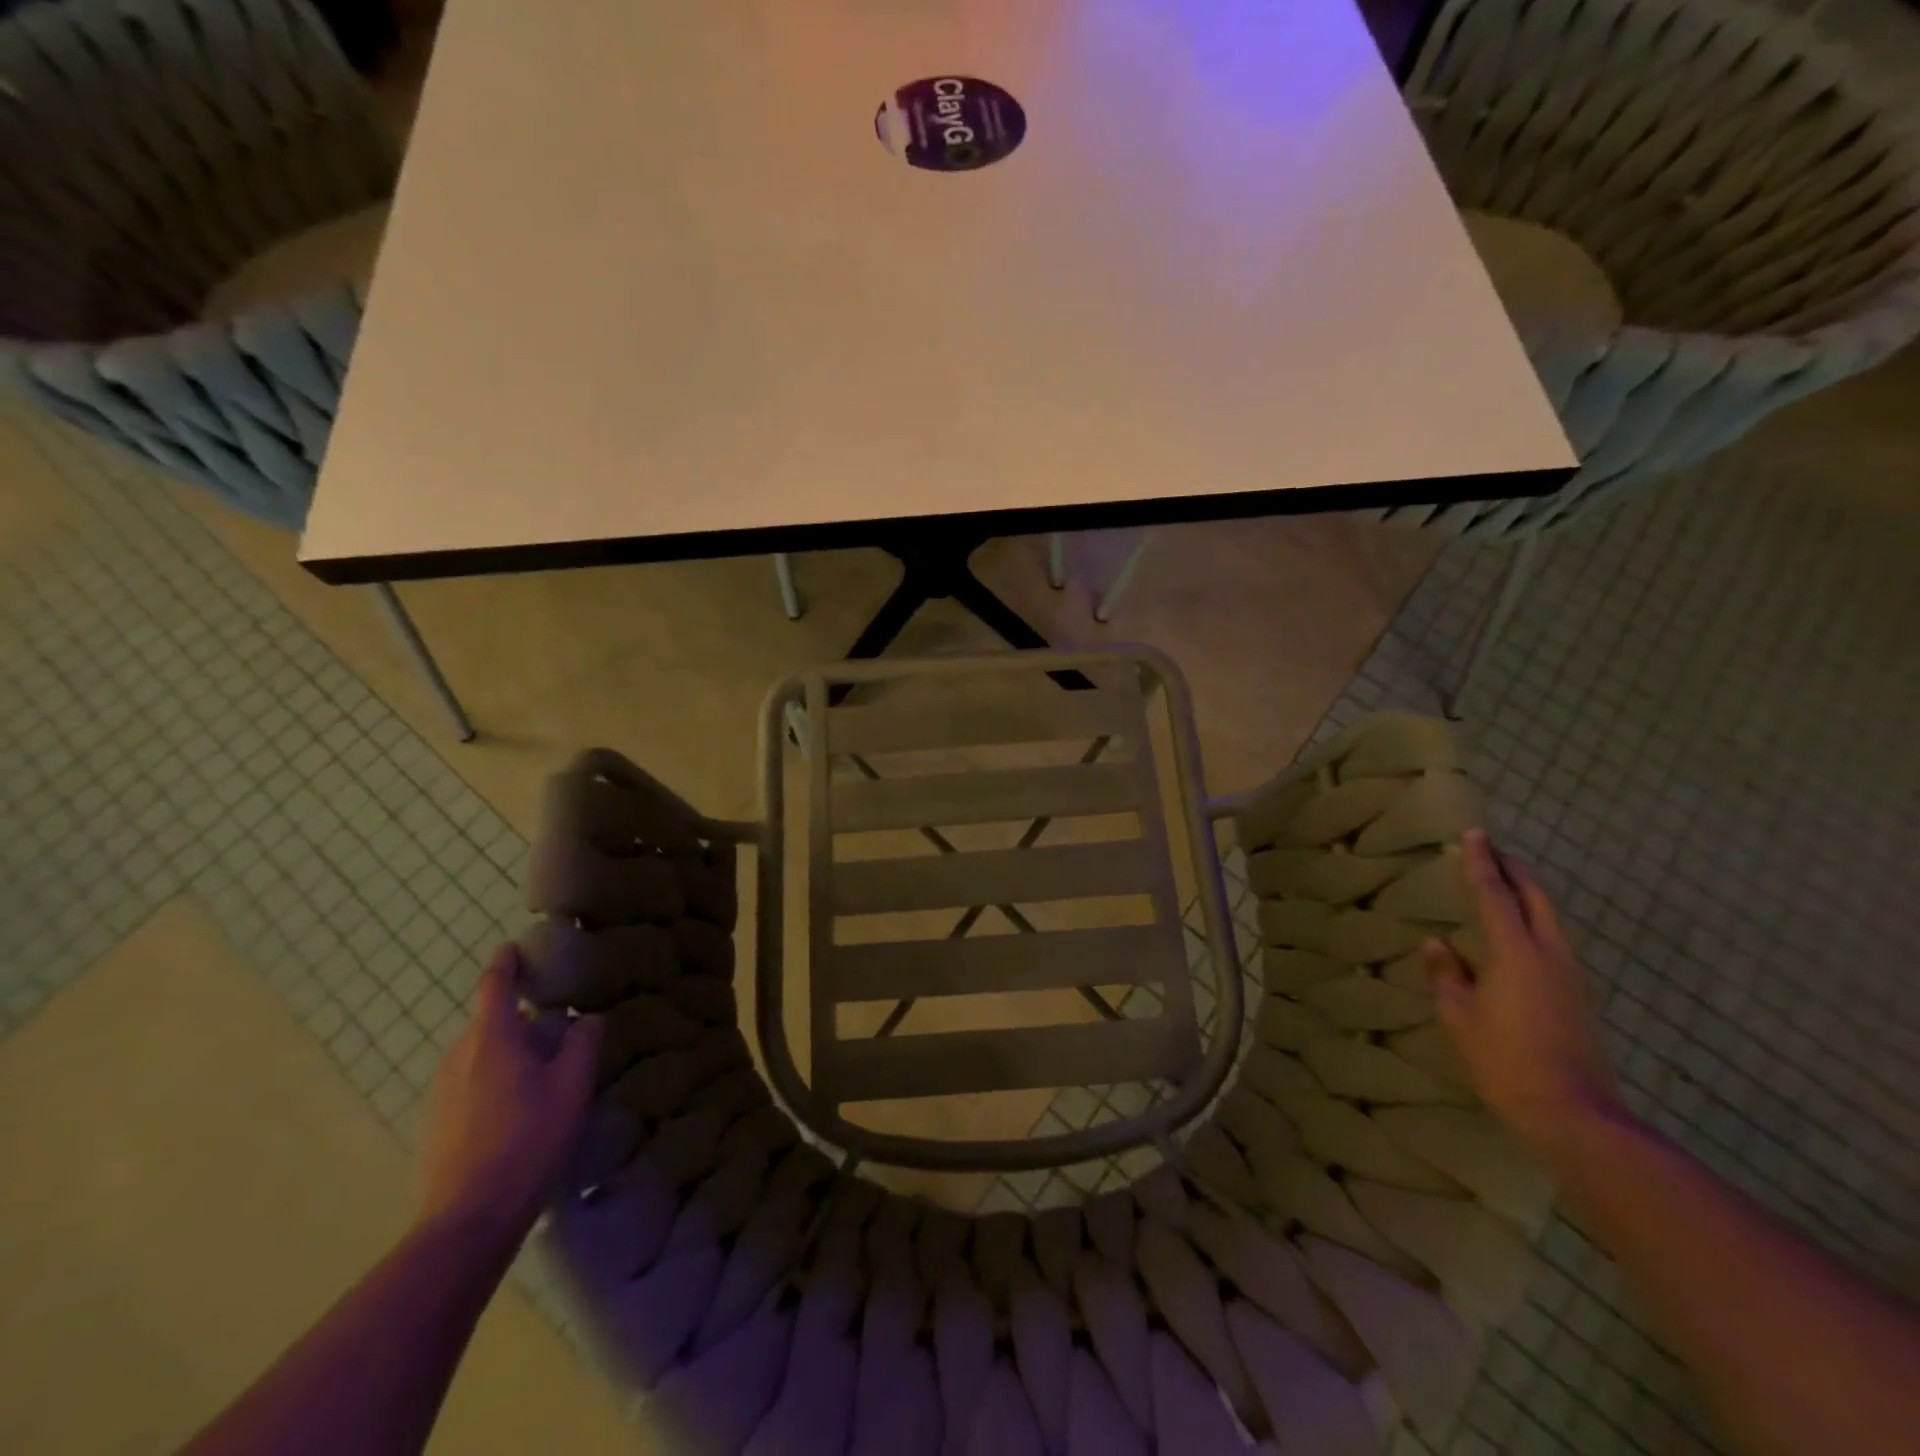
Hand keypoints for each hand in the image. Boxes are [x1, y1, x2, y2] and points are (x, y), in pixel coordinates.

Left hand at [416, 944, 602, 1249]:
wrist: (468, 1219)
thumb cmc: (528, 1139)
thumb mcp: (572, 1086)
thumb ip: (583, 1043)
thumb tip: (586, 1018)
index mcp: (492, 1038)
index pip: (494, 985)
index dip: (505, 963)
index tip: (512, 947)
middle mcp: (458, 1056)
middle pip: (488, 1023)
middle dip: (517, 1019)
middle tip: (552, 1028)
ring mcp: (439, 1092)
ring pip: (476, 1055)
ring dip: (504, 1053)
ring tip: (536, 1074)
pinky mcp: (432, 1124)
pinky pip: (465, 1085)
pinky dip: (488, 1082)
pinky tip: (512, 1112)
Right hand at [1425, 830, 1623, 1166]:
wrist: (1575, 1113)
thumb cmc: (1505, 1061)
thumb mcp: (1460, 1018)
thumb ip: (1447, 975)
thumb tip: (1437, 944)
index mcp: (1517, 953)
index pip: (1496, 895)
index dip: (1482, 863)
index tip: (1474, 835)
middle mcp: (1551, 954)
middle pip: (1538, 897)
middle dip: (1515, 870)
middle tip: (1492, 851)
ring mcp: (1572, 975)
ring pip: (1552, 918)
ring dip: (1528, 894)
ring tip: (1504, 884)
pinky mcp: (1579, 994)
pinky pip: (1555, 940)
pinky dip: (1535, 919)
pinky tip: (1518, 932)